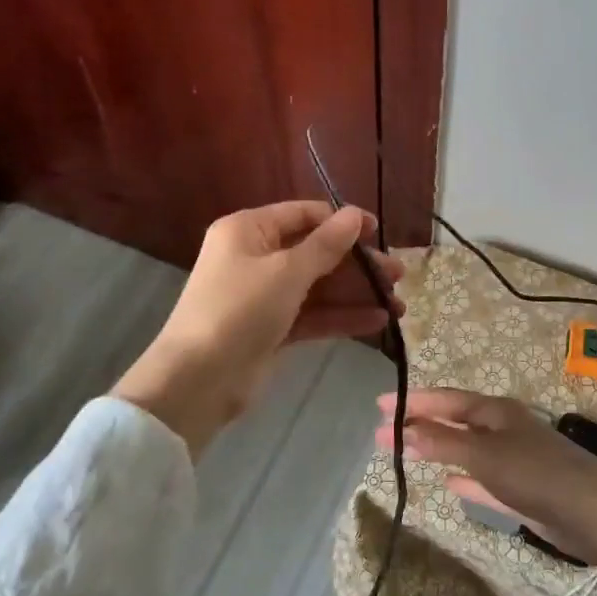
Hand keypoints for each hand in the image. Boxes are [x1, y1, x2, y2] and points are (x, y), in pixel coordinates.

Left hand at [116, 202, 402, 452]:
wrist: (198, 381)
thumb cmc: (240, 310)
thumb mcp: (287, 272)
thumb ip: (326, 244)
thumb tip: (355, 214)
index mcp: (249, 230)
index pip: (304, 215)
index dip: (343, 221)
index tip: (380, 233)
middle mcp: (256, 257)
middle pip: (316, 252)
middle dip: (358, 264)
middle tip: (398, 275)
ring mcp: (264, 295)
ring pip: (319, 287)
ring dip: (357, 293)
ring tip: (399, 303)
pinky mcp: (272, 329)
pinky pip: (313, 315)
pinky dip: (342, 317)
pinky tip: (378, 322)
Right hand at [378, 387, 596, 595]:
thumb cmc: (538, 476)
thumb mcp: (486, 456)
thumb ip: (444, 443)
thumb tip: (404, 429)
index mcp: (496, 411)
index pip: (446, 400)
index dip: (412, 402)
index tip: (379, 406)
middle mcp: (504, 428)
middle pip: (454, 421)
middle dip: (420, 425)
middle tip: (382, 432)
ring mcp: (515, 458)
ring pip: (468, 449)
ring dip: (439, 449)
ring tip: (409, 451)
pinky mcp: (524, 488)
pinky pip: (484, 477)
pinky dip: (465, 477)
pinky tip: (450, 484)